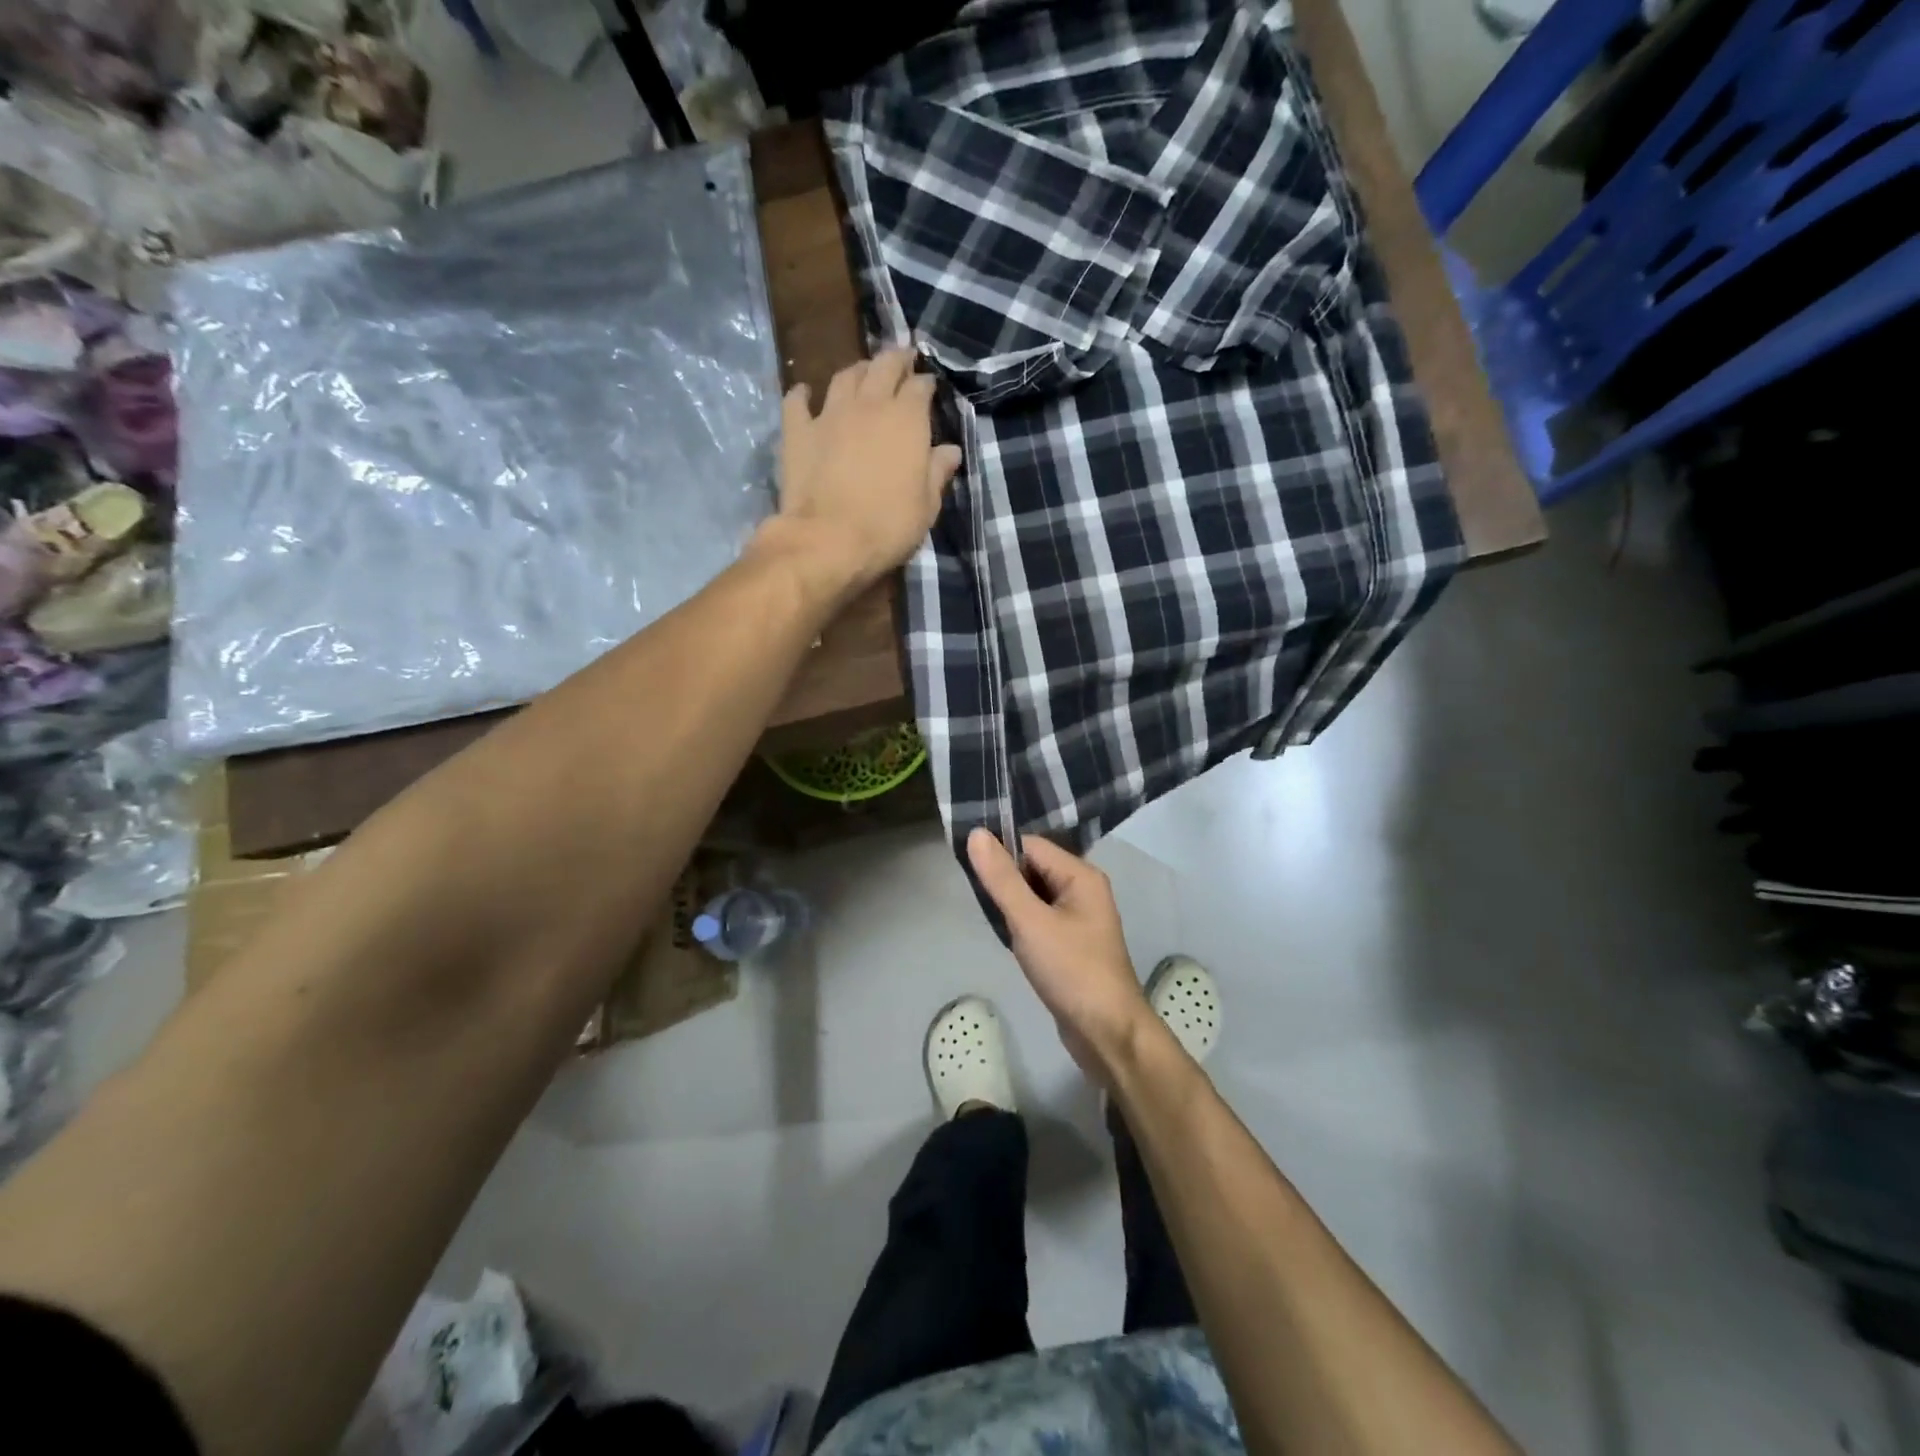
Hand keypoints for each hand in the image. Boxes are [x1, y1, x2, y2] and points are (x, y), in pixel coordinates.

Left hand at [776, 349, 962, 589]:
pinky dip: (802, 394)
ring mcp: (830, 414)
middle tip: (901, 360)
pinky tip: (805, 393)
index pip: (920, 387)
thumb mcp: (926, 506)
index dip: (926, 383)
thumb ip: (937, 473)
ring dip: (856, 371)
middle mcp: (869, 405)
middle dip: (895, 359)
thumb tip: (950, 450)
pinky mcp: (798, 431)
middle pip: (883, 366)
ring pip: (844, 376)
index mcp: (907, 420)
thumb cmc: (888, 526)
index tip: (929, 387)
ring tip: (862, 374)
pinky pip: (797, 401)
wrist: (828, 540)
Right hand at [967, 828, 1155, 1081]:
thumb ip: (1001, 878)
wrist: (1107, 1032)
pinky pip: (1041, 919)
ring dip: (1012, 904)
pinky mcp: (1072, 943)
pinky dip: (1022, 924)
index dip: (1000, 853)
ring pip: (1035, 895)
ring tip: (992, 920)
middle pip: (1033, 868)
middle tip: (978, 900)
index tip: (968, 869)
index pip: (1031, 846)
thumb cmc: (1071, 970)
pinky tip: (1008, 938)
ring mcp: (1080, 918)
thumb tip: (976, 834)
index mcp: (1081, 875)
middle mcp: (1084, 889)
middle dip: (1005, 880)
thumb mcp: (1030, 921)